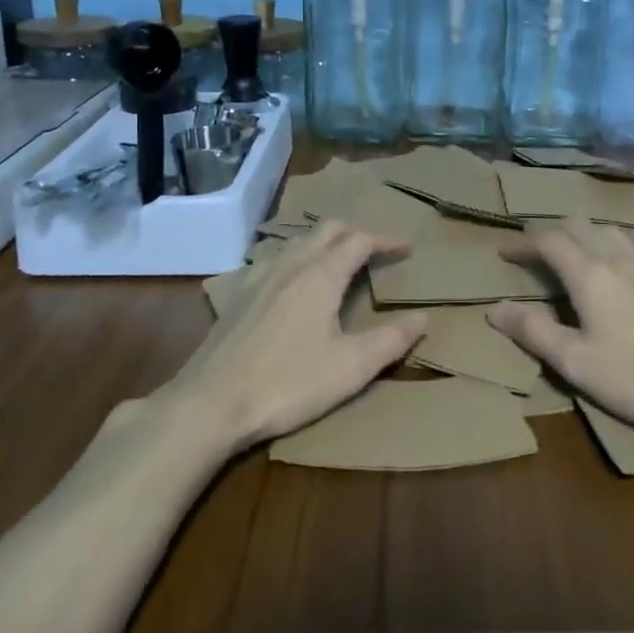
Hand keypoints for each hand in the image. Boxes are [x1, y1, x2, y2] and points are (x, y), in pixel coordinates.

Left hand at [169, 222, 427, 450]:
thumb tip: (422, 317)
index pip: (360, 241)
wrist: (211, 403)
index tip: (406, 248)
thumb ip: (390, 341)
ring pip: (298, 241)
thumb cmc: (288, 384)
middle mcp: (291, 264)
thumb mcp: (351, 368)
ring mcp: (259, 276)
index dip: (386, 240)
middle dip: (356, 233)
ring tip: (338, 262)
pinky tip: (292, 283)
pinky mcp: (238, 295)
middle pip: (328, 229)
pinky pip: (274, 259)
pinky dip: (296, 258)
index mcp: (321, 275)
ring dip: (325, 242)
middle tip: (375, 251)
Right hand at [489, 219, 633, 443]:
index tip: (505, 253)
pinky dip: (619, 250)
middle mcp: (618, 258)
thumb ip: (534, 331)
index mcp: (589, 273)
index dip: (523, 243)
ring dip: (588, 236)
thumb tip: (495, 309)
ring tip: (579, 256)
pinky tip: (627, 271)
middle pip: (580, 226)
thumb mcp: (575, 362)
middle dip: (554, 233)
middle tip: (538, 253)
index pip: (548, 240)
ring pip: (613, 232)